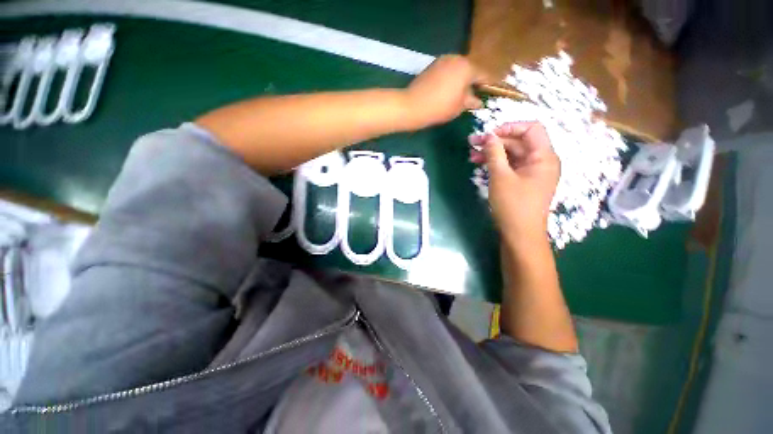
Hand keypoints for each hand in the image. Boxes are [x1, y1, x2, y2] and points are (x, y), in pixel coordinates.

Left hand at [405, 55, 482, 126]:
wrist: (413, 106)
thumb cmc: (440, 107)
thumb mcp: (459, 107)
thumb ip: (471, 101)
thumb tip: (479, 102)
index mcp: (467, 67)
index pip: (483, 75)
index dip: (488, 85)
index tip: (489, 93)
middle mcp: (456, 58)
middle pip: (470, 70)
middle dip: (473, 82)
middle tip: (472, 96)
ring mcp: (442, 60)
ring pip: (457, 69)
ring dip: (460, 80)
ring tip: (458, 95)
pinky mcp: (432, 66)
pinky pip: (446, 71)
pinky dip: (450, 79)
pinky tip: (446, 91)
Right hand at [469, 122, 558, 244]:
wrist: (520, 234)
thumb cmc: (513, 205)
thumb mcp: (500, 177)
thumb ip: (494, 153)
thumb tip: (489, 136)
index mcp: (543, 156)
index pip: (531, 129)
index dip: (509, 128)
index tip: (489, 135)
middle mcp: (541, 161)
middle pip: (518, 142)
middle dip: (495, 141)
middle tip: (472, 143)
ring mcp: (532, 172)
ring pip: (512, 154)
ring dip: (493, 153)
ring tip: (472, 155)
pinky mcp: (523, 181)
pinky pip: (511, 166)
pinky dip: (496, 164)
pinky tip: (480, 165)